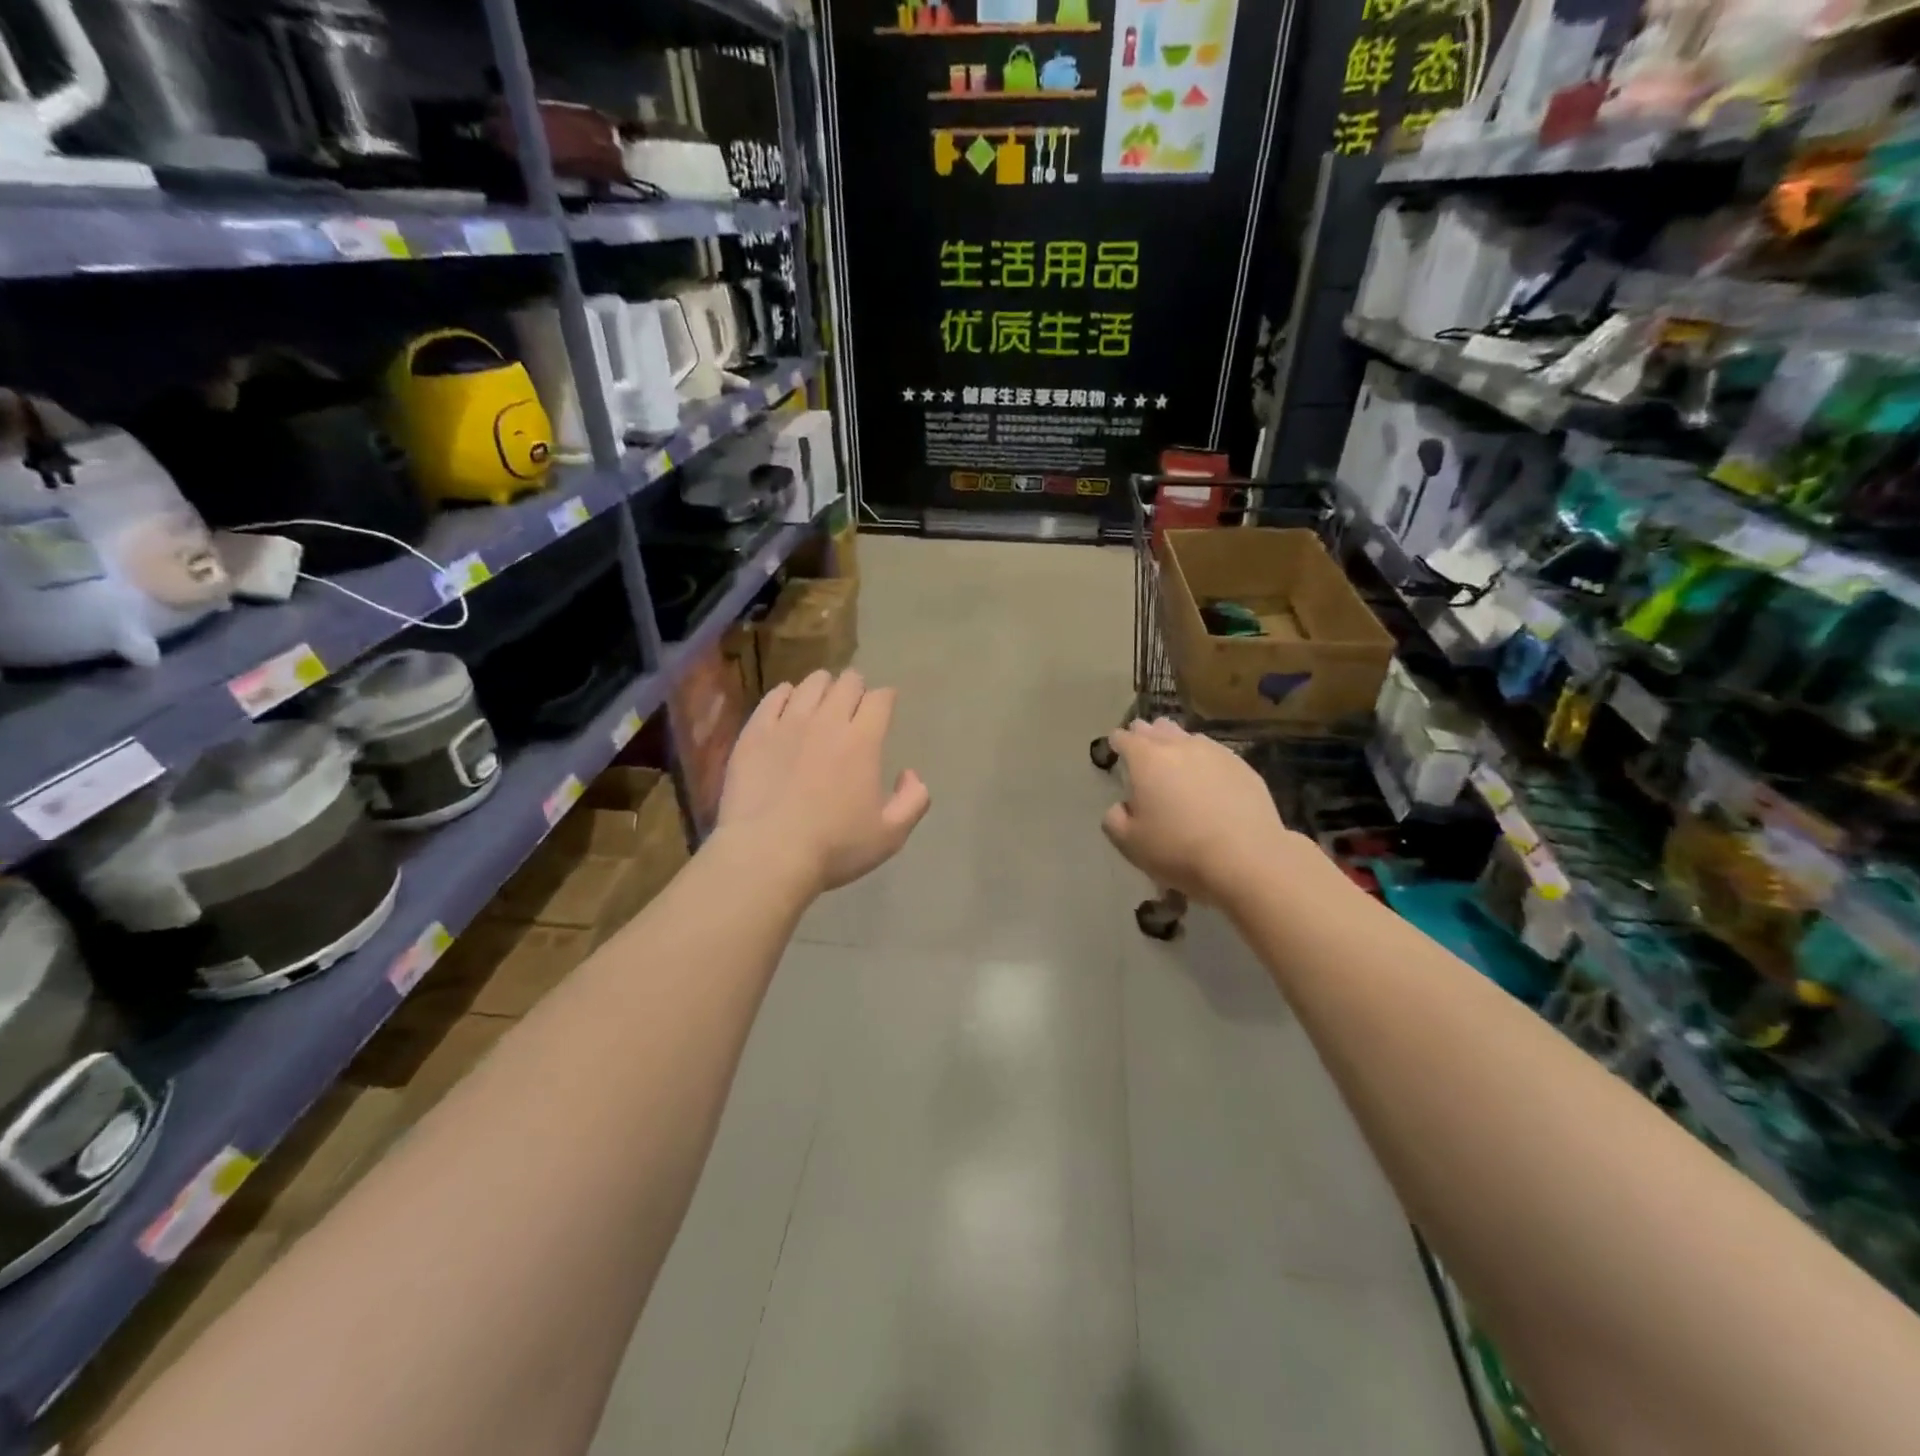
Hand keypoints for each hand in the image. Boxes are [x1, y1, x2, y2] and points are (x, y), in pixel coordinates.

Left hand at [716, 669, 930, 894]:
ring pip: (810, 684)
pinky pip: (773, 697)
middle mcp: (827, 721)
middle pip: (847, 682)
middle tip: (854, 705)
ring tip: (821, 701)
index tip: (885, 707)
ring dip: (823, 687)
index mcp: (863, 741)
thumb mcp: (890, 836)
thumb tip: (910, 774)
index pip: (880, 698)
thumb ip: (913, 801)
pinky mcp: (755, 732)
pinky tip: (787, 705)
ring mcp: (787, 723)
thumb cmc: (834, 848)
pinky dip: (786, 695)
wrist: (767, 854)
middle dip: (856, 688)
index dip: (886, 698)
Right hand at [1101, 719, 1294, 903]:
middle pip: (1156, 729)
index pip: (1125, 738)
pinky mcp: (1243, 766)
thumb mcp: (1129, 843)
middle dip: (1145, 736)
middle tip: (1142, 751)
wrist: (1247, 858)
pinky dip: (1204, 760)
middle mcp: (1179, 746)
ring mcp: (1215, 753)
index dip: (1117, 742)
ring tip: (1175, 760)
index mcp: (1146, 759)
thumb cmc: (1179, 849)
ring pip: (1187, 737)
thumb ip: (1114, 819)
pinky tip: (1207, 777)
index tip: (1115, 749)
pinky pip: (1215, 753)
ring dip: (1176, 744)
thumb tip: (1122, 806)